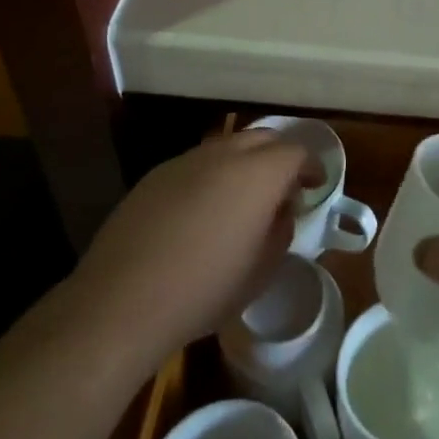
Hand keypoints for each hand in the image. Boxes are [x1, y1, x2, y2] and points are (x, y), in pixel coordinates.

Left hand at [56, 128, 311, 373]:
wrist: (123, 300)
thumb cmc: (205, 290)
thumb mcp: (261, 271)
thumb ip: (280, 231)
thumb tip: (281, 210)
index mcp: (259, 174)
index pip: (296, 152)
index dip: (311, 167)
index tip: (315, 185)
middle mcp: (225, 155)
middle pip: (263, 138)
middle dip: (279, 156)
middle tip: (283, 187)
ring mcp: (186, 161)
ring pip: (227, 146)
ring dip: (244, 162)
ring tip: (243, 197)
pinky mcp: (155, 175)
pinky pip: (196, 163)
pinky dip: (212, 175)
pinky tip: (203, 209)